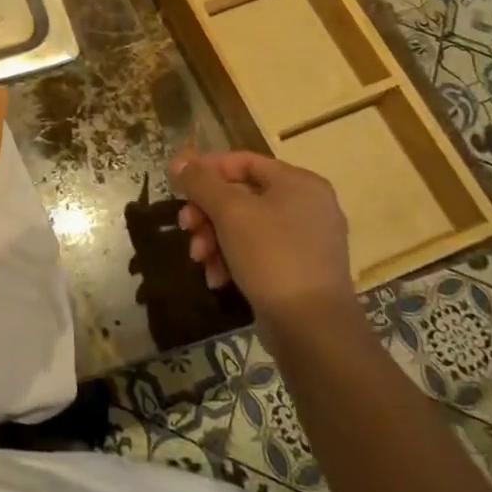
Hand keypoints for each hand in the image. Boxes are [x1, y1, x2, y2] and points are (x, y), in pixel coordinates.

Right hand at [168, 150, 355, 328]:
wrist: (313, 330)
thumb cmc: (272, 257)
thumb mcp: (230, 212)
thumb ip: (201, 182)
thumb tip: (179, 161)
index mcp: (298, 183)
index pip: (242, 161)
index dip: (206, 170)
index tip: (178, 187)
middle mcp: (307, 205)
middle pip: (241, 195)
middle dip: (207, 213)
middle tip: (186, 227)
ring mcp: (306, 240)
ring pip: (245, 225)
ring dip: (214, 238)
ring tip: (199, 258)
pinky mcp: (300, 270)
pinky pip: (258, 251)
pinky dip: (233, 259)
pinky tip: (217, 278)